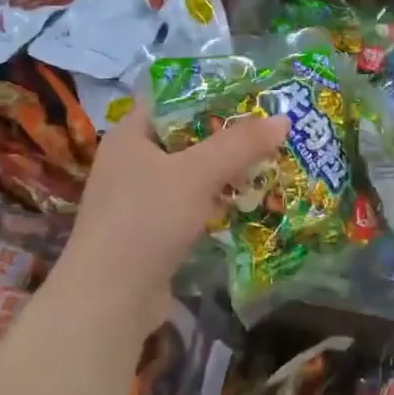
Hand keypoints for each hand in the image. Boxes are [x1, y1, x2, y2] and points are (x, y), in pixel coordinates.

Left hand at [60, 104, 288, 316]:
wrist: (110, 299)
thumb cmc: (147, 218)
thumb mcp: (197, 173)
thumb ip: (240, 145)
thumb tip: (283, 120)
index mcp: (129, 135)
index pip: (171, 100)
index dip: (211, 95)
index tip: (252, 98)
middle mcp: (129, 163)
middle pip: (184, 139)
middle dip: (226, 138)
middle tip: (269, 133)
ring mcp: (137, 201)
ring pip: (188, 176)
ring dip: (223, 174)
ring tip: (267, 166)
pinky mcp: (148, 234)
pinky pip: (187, 207)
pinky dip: (213, 205)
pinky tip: (245, 206)